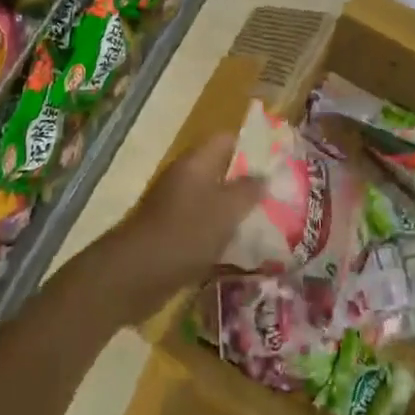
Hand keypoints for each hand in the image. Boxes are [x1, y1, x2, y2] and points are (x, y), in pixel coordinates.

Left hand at [97, 133, 262, 324]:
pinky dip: (221, 234)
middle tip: (279, 196)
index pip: (228, 139)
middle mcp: (186, 177)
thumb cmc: (185, 233)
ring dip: (237, 211)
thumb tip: (264, 176)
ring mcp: (177, 206)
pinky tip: (242, 249)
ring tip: (269, 223)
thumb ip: (249, 190)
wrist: (134, 275)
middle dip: (249, 183)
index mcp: (197, 162)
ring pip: (214, 200)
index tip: (278, 163)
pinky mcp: (172, 233)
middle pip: (223, 170)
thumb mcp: (226, 210)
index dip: (254, 146)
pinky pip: (204, 226)